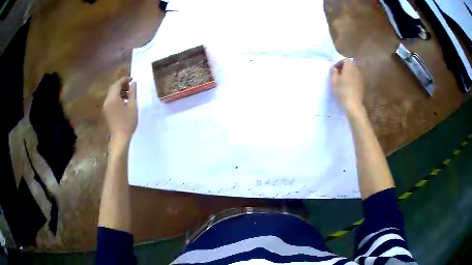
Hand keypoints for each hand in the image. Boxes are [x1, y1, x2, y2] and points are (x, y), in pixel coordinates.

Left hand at [103, 77, 136, 141]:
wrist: (121, 137)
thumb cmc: (128, 122)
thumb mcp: (133, 106)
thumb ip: (133, 92)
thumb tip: (133, 83)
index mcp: (113, 98)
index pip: (117, 84)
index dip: (124, 80)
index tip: (132, 79)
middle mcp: (107, 101)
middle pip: (113, 88)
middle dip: (122, 85)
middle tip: (131, 85)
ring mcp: (106, 106)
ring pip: (112, 94)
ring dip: (119, 91)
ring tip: (129, 94)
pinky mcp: (106, 111)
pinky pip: (111, 100)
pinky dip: (117, 97)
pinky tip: (124, 101)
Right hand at [331, 59, 364, 113]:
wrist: (353, 104)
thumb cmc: (342, 91)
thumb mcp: (333, 81)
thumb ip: (333, 72)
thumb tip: (334, 68)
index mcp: (349, 66)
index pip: (345, 60)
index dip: (339, 63)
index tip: (334, 70)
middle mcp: (356, 70)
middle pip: (350, 65)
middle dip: (344, 68)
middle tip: (338, 75)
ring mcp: (361, 78)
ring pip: (354, 72)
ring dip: (348, 74)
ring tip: (343, 81)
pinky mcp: (362, 85)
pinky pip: (356, 79)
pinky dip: (352, 80)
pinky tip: (348, 87)